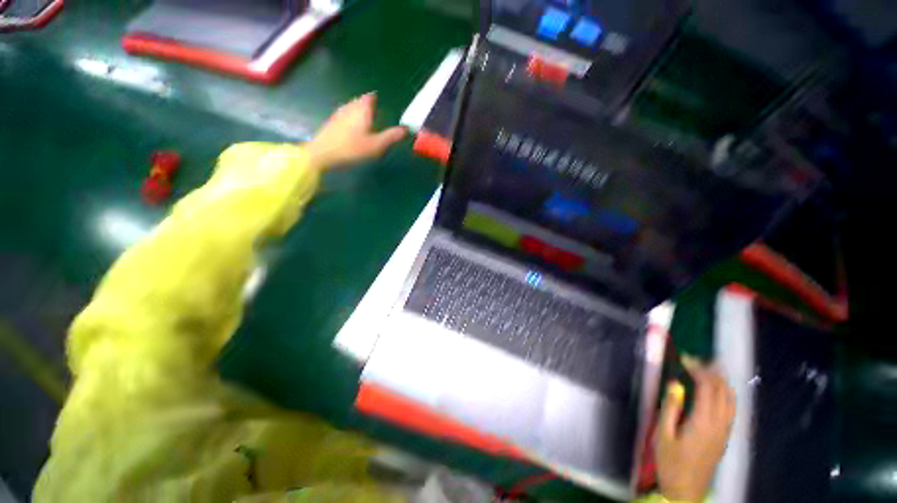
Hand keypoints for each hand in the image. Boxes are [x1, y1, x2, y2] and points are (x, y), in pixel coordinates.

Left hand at [307, 93, 406, 170]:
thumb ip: (392, 136)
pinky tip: (353, 130)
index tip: (382, 105)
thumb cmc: (353, 148)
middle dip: (368, 106)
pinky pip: (345, 115)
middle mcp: (350, 107)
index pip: (370, 97)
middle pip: (360, 101)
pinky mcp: (332, 122)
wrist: (323, 154)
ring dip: (359, 112)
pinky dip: (351, 119)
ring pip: (352, 108)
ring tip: (366, 122)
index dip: (376, 99)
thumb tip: (407, 129)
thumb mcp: (376, 145)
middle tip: (376, 114)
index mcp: (362, 110)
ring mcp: (339, 114)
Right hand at [656, 357, 735, 501]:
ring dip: (721, 382)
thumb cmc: (670, 462)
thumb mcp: (663, 434)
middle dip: (712, 372)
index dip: (698, 369)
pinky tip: (717, 392)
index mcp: (703, 422)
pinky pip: (730, 410)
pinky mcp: (724, 437)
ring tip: (709, 369)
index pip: (707, 388)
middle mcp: (719, 424)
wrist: (686, 490)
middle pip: (723, 391)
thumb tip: (674, 384)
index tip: (684, 359)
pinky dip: (725, 394)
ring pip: (731, 400)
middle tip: (696, 360)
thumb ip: (670, 408)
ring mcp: (725, 431)